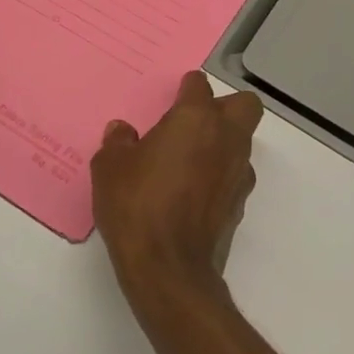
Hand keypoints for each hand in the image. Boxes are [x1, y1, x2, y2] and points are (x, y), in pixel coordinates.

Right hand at [93, 70, 263, 300]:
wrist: (168, 268)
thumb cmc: (136, 205)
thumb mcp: (110, 168)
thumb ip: (118, 143)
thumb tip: (123, 132)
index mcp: (195, 119)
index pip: (199, 86)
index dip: (186, 89)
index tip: (172, 99)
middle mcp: (226, 138)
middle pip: (244, 105)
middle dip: (224, 107)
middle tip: (192, 123)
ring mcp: (239, 172)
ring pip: (242, 142)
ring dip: (222, 143)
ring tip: (187, 161)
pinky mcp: (240, 203)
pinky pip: (234, 175)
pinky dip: (219, 175)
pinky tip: (192, 192)